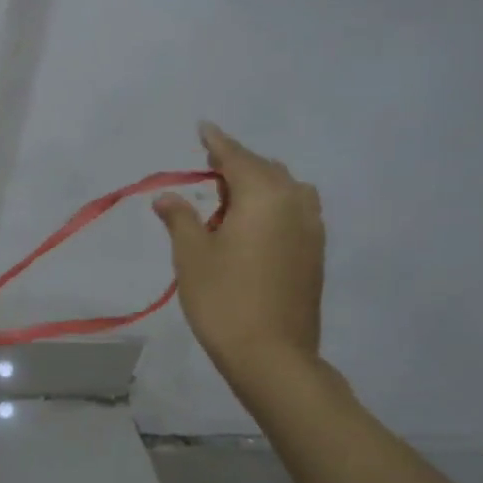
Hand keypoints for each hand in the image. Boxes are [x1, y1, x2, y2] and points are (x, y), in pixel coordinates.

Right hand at [154, 122, 325, 402]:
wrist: (272, 355)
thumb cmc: (224, 300)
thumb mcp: (192, 256)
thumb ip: (181, 219)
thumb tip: (168, 197)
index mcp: (264, 196)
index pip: (236, 157)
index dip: (216, 142)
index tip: (202, 127)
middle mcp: (295, 203)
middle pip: (265, 170)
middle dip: (236, 165)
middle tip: (207, 170)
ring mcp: (311, 229)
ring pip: (285, 190)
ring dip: (257, 185)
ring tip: (229, 200)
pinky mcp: (315, 253)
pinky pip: (294, 211)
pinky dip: (272, 206)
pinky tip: (252, 226)